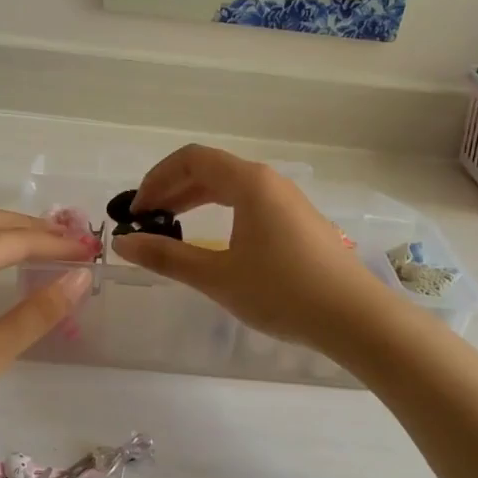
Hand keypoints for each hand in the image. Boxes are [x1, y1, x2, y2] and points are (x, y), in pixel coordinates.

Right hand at [110, 145, 394, 354]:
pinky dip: (221, 212)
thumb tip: (123, 243)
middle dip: (172, 190)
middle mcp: (269, 182)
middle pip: (211, 170)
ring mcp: (288, 201)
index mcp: (249, 183)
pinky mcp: (299, 222)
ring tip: (171, 228)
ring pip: (232, 187)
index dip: (157, 179)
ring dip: (196, 201)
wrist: (354, 318)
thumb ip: (167, 257)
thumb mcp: (217, 276)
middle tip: (146, 221)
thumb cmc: (282, 292)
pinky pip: (249, 203)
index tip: (136, 210)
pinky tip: (214, 242)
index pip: (192, 159)